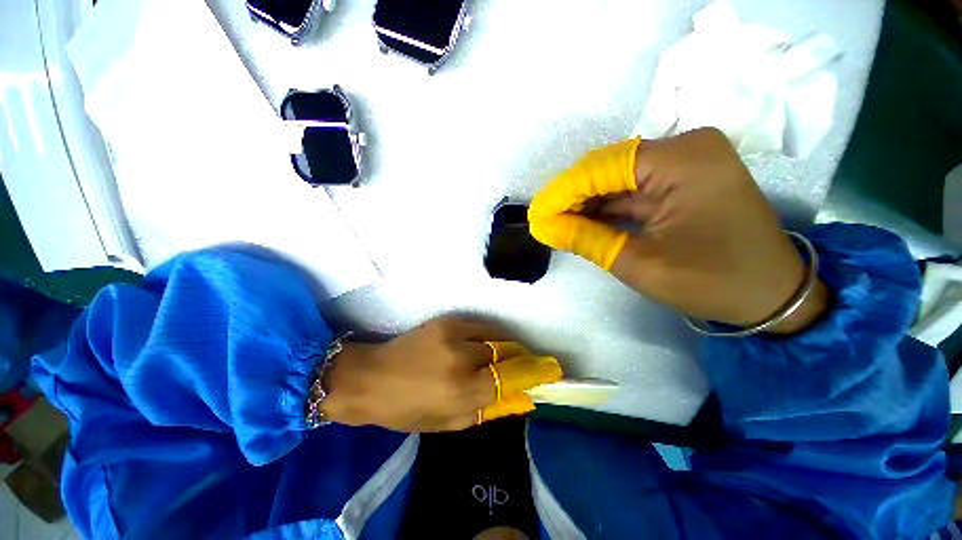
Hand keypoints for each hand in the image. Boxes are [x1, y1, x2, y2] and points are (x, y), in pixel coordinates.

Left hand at [320, 316, 561, 431]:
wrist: (372, 377)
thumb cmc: (407, 409)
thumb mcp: (449, 423)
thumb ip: (489, 409)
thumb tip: (523, 398)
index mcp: (462, 391)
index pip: (512, 378)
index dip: (534, 373)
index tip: (549, 372)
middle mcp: (463, 358)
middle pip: (507, 352)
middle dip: (522, 358)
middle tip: (528, 364)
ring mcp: (455, 333)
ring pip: (496, 335)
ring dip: (507, 346)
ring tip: (507, 354)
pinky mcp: (448, 320)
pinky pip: (481, 326)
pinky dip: (490, 335)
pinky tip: (487, 344)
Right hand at [529, 128, 826, 332]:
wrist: (773, 294)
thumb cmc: (712, 281)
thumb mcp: (639, 263)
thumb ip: (585, 239)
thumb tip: (543, 227)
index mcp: (682, 159)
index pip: (601, 168)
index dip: (562, 192)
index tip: (535, 215)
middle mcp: (685, 147)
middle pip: (608, 166)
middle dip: (571, 195)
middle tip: (543, 221)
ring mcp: (687, 161)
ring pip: (617, 177)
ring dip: (586, 201)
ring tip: (557, 222)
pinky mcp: (685, 178)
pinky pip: (633, 187)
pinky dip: (606, 205)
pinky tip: (583, 219)